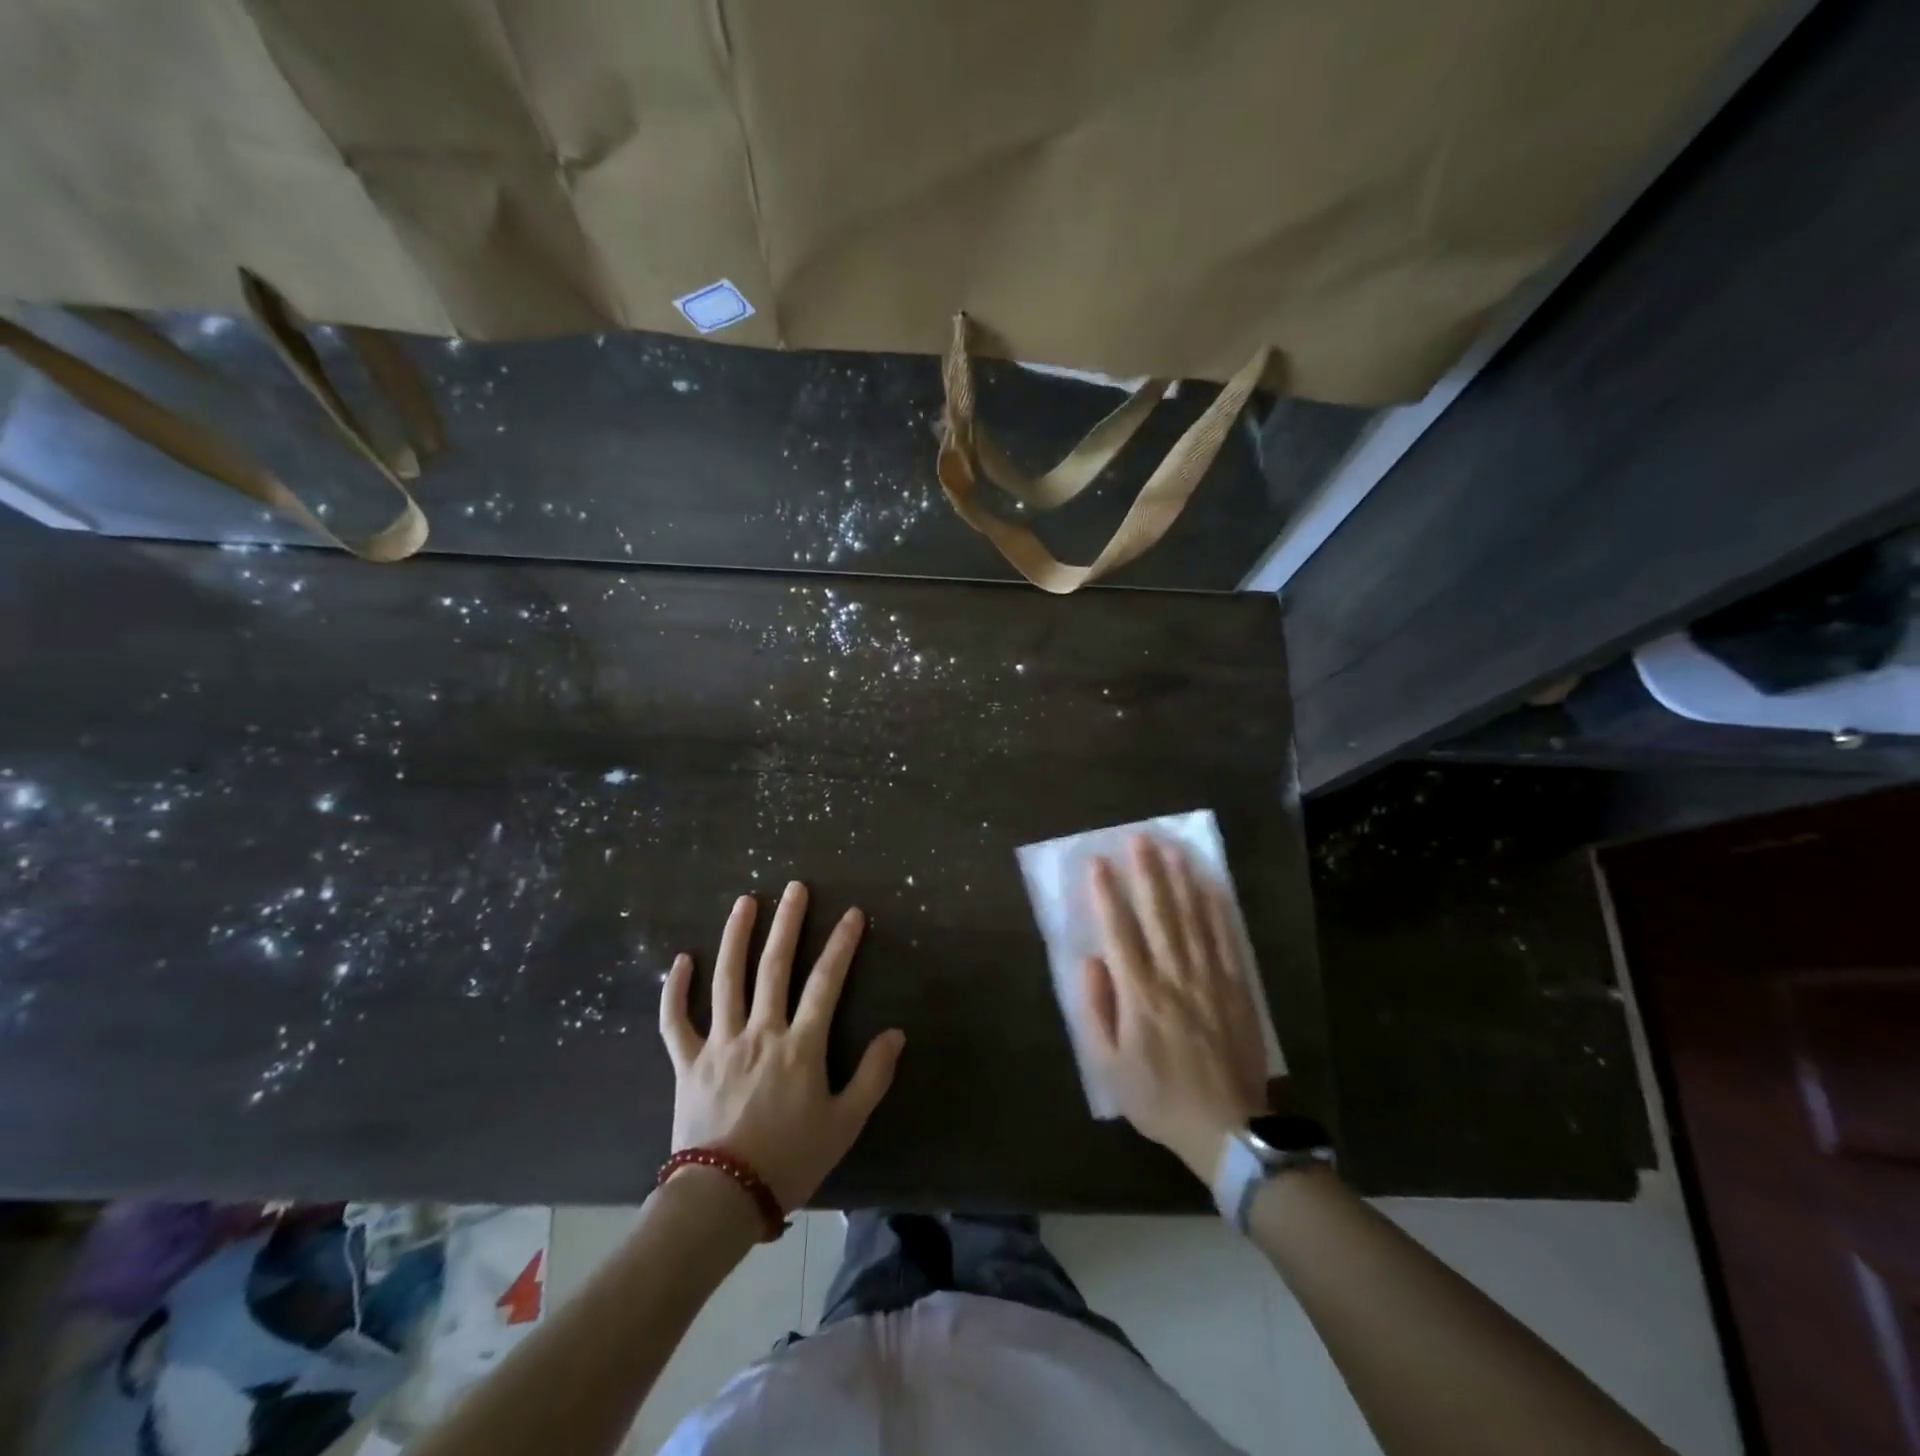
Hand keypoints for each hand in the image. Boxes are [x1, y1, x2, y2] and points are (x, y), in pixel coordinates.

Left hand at [659, 881, 905, 1210]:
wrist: (722, 1200)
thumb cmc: (790, 1161)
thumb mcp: (845, 1124)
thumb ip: (873, 1077)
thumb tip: (895, 1033)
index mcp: (800, 1046)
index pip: (826, 982)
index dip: (842, 944)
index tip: (852, 914)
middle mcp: (760, 1032)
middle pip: (774, 966)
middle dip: (787, 923)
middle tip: (795, 888)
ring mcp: (720, 1043)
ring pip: (726, 979)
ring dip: (735, 937)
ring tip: (745, 902)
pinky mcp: (688, 1062)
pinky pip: (675, 1020)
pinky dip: (675, 989)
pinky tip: (680, 960)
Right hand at [1080, 837, 1268, 1183]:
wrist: (1227, 1130)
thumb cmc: (1159, 1097)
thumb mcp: (1110, 1066)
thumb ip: (1097, 1010)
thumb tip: (1091, 961)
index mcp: (1140, 995)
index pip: (1119, 931)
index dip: (1106, 894)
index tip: (1098, 862)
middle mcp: (1174, 976)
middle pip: (1159, 914)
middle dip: (1147, 873)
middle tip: (1139, 838)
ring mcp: (1210, 979)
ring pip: (1193, 919)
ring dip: (1181, 881)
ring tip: (1173, 849)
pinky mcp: (1237, 988)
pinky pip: (1226, 940)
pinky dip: (1218, 910)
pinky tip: (1211, 886)